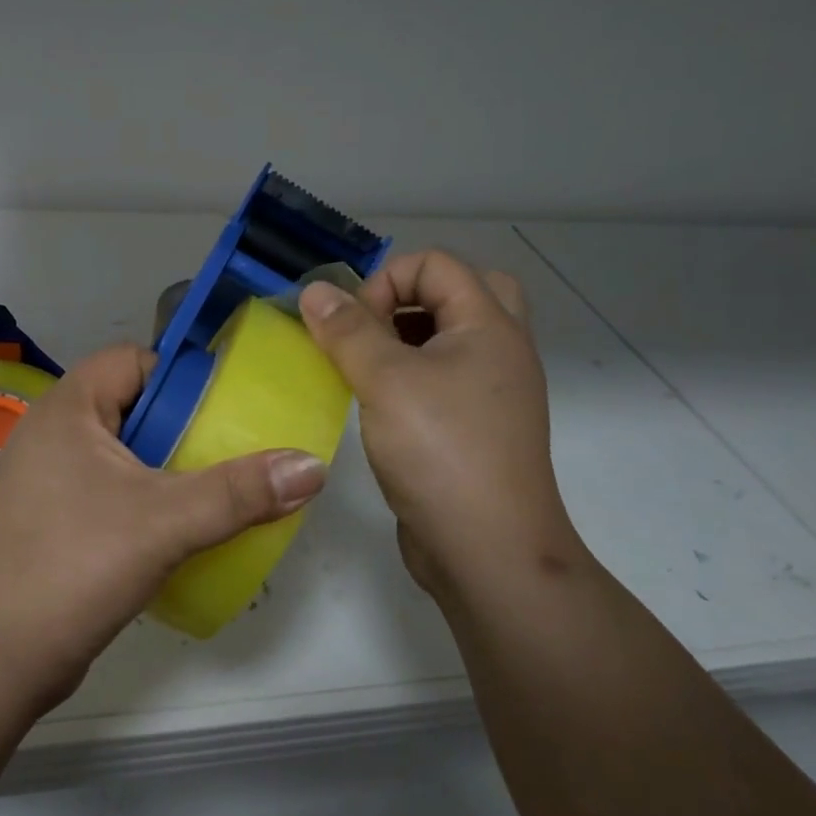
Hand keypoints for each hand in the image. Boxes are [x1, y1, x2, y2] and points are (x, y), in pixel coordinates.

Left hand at [0, 345, 327, 708]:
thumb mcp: (166, 521)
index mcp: (68, 408)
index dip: (181, 376)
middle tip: (231, 453)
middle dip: (184, 429)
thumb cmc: (75, 563)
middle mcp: (52, 434)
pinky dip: (144, 501)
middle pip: (132, 407)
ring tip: (216, 493)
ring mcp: (47, 480)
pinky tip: (177, 532)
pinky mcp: (50, 521)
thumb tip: (312, 467)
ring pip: (122, 455)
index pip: (133, 360)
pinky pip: (108, 491)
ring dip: (167, 470)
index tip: (225, 409)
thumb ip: (240, 492)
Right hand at [299, 251, 576, 597]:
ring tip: (367, 365)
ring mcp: (492, 392)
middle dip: (406, 301)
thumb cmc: (440, 452)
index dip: (386, 282)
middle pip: (460, 292)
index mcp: (488, 326)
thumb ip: (347, 331)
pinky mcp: (476, 427)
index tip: (353, 326)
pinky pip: (445, 377)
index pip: (437, 265)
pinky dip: (413, 375)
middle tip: (373, 331)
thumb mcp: (385, 381)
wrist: (488, 550)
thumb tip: (315, 289)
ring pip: (452, 338)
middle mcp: (499, 351)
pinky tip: (378, 403)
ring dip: (407, 337)